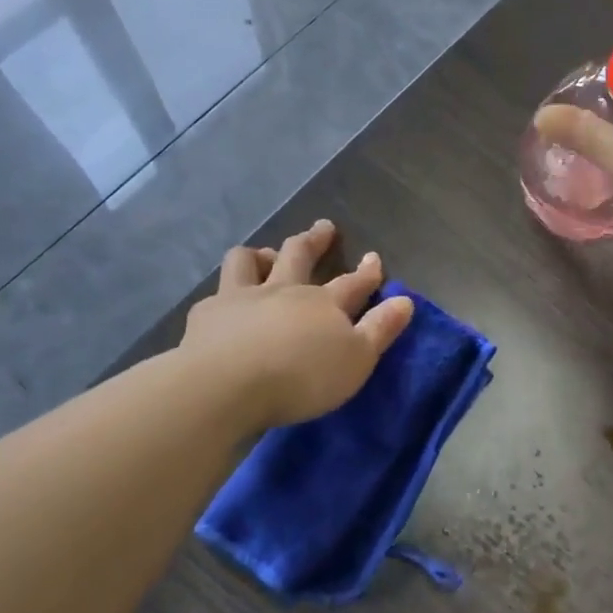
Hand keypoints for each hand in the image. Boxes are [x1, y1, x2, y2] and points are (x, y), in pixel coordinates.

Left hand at [180, 219, 414, 430]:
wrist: (227, 385)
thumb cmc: (302, 377)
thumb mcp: (357, 359)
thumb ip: (380, 329)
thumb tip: (405, 301)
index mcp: (324, 304)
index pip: (352, 283)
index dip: (366, 271)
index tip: (373, 257)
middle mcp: (284, 291)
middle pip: (300, 255)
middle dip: (315, 240)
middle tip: (324, 227)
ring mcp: (242, 298)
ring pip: (249, 261)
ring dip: (261, 255)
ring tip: (266, 256)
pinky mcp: (207, 315)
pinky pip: (216, 293)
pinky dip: (224, 294)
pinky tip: (222, 304)